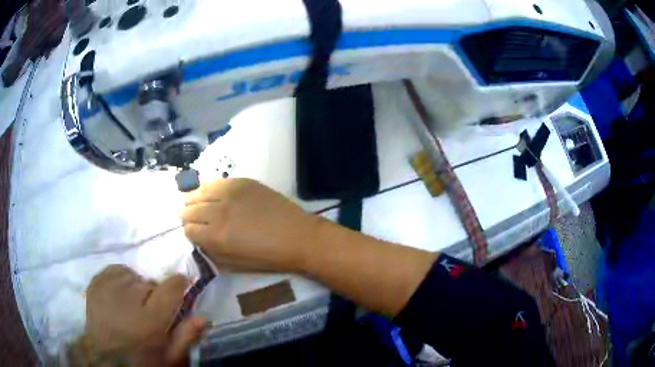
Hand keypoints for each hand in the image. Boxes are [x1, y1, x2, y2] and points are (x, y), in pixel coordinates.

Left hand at [86, 265, 204, 365]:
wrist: (104, 356)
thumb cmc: (139, 358)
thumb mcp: (167, 356)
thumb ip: (185, 336)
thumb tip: (202, 317)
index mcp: (151, 319)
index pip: (172, 286)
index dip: (179, 285)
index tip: (181, 288)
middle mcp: (130, 297)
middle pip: (151, 282)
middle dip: (155, 295)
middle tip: (149, 313)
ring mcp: (110, 286)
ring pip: (134, 276)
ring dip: (137, 288)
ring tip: (132, 305)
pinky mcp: (96, 282)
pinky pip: (116, 270)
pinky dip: (121, 280)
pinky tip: (119, 295)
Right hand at [181, 178, 321, 272]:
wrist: (298, 236)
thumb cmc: (269, 257)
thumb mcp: (236, 264)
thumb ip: (213, 252)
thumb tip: (199, 241)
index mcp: (216, 237)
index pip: (188, 230)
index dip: (190, 232)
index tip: (195, 233)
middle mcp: (218, 213)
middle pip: (190, 210)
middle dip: (188, 216)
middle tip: (191, 217)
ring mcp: (230, 194)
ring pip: (199, 192)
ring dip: (194, 199)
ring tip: (195, 202)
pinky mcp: (242, 182)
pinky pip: (217, 182)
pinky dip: (209, 188)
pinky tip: (211, 192)